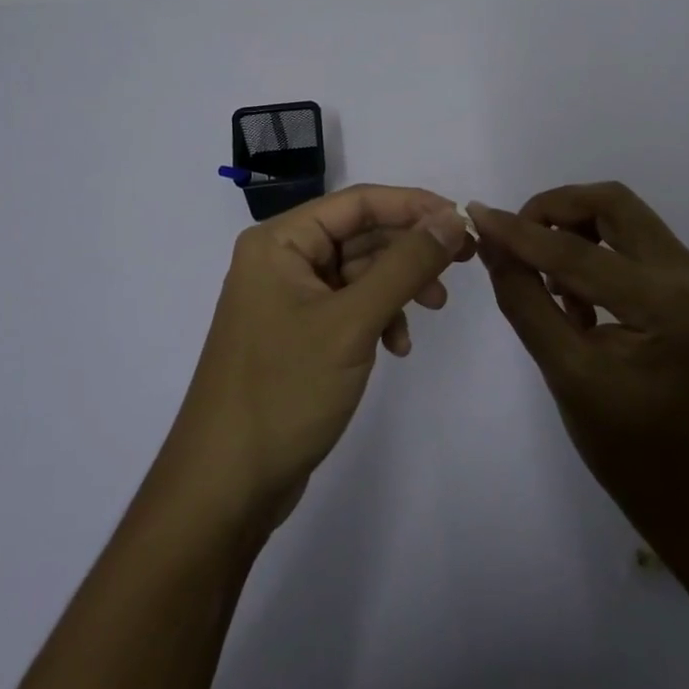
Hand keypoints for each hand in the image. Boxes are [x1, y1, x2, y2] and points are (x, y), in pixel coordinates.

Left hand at [156, 185, 472, 531]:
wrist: (226, 486)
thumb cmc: (284, 390)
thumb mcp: (353, 322)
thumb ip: (405, 265)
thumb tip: (452, 219)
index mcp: (279, 241)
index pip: (357, 202)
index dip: (413, 205)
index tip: (462, 219)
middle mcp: (280, 260)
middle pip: (360, 234)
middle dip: (410, 249)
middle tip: (463, 262)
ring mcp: (287, 299)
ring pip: (358, 272)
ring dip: (398, 286)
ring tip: (435, 308)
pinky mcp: (298, 334)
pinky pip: (348, 306)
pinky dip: (378, 317)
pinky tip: (397, 346)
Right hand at [470, 183, 688, 553]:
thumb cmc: (630, 450)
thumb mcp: (566, 374)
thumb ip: (525, 300)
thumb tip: (491, 243)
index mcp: (668, 305)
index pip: (579, 251)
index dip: (521, 231)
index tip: (477, 215)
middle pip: (613, 204)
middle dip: (555, 211)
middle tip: (515, 239)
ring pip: (624, 217)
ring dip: (575, 229)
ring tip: (545, 278)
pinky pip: (634, 243)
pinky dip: (595, 250)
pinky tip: (575, 296)